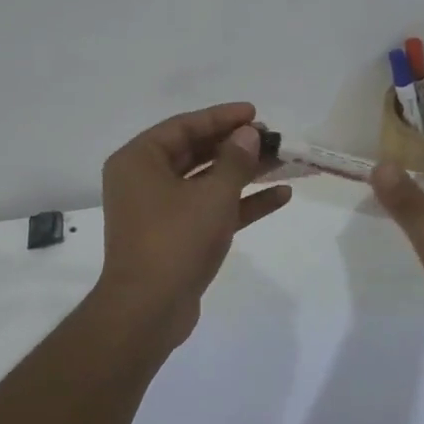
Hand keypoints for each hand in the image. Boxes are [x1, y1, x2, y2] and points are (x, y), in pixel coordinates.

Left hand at [94, 102, 291, 345]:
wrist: (148, 310)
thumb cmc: (175, 239)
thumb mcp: (212, 195)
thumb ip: (235, 160)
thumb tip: (249, 134)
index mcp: (139, 160)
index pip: (184, 126)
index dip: (222, 117)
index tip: (255, 113)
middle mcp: (145, 180)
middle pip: (197, 152)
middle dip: (237, 145)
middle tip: (271, 138)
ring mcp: (160, 210)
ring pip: (207, 181)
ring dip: (244, 173)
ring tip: (283, 161)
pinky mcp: (177, 236)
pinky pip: (211, 209)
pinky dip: (241, 203)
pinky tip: (280, 196)